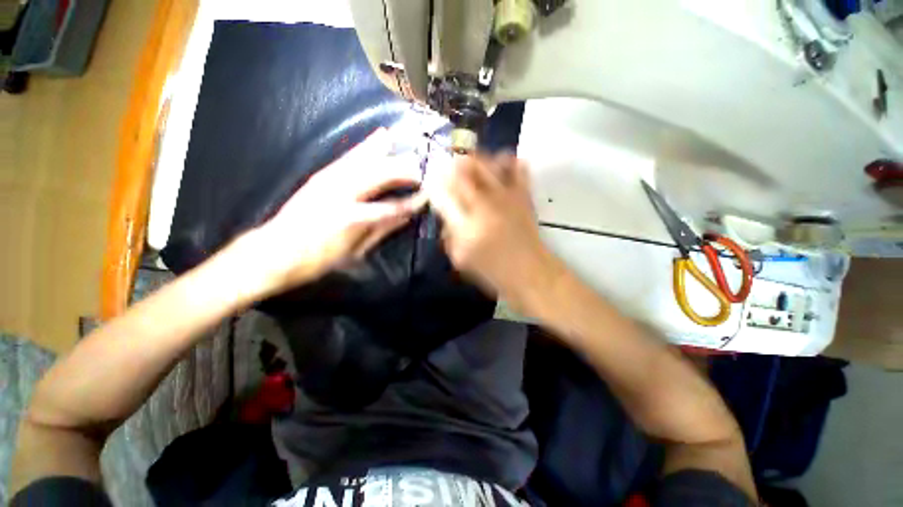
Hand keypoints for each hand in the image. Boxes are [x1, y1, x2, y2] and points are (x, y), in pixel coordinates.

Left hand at [238, 129, 425, 295]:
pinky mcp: (323, 175)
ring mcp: (331, 180)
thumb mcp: (355, 251)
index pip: (392, 207)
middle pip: (381, 175)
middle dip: (406, 170)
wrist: (274, 251)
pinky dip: (369, 146)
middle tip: (426, 167)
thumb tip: (406, 217)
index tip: (428, 196)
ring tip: (413, 144)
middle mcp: (342, 193)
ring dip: (393, 153)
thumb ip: (382, 230)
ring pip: (367, 160)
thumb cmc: (318, 259)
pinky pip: (351, 157)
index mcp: (352, 218)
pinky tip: (382, 136)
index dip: (412, 202)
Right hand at [427, 153, 561, 305]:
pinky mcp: (524, 195)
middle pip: (463, 171)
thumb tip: (446, 214)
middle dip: (451, 165)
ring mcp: (506, 197)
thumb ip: (449, 235)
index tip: (431, 181)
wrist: (530, 273)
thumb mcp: (461, 260)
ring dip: (474, 159)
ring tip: (469, 163)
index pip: (443, 195)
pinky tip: (500, 164)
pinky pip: (517, 167)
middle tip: (447, 167)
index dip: (434, 184)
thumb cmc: (493, 271)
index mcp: (466, 225)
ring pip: (487, 162)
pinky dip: (507, 161)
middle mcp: (485, 204)